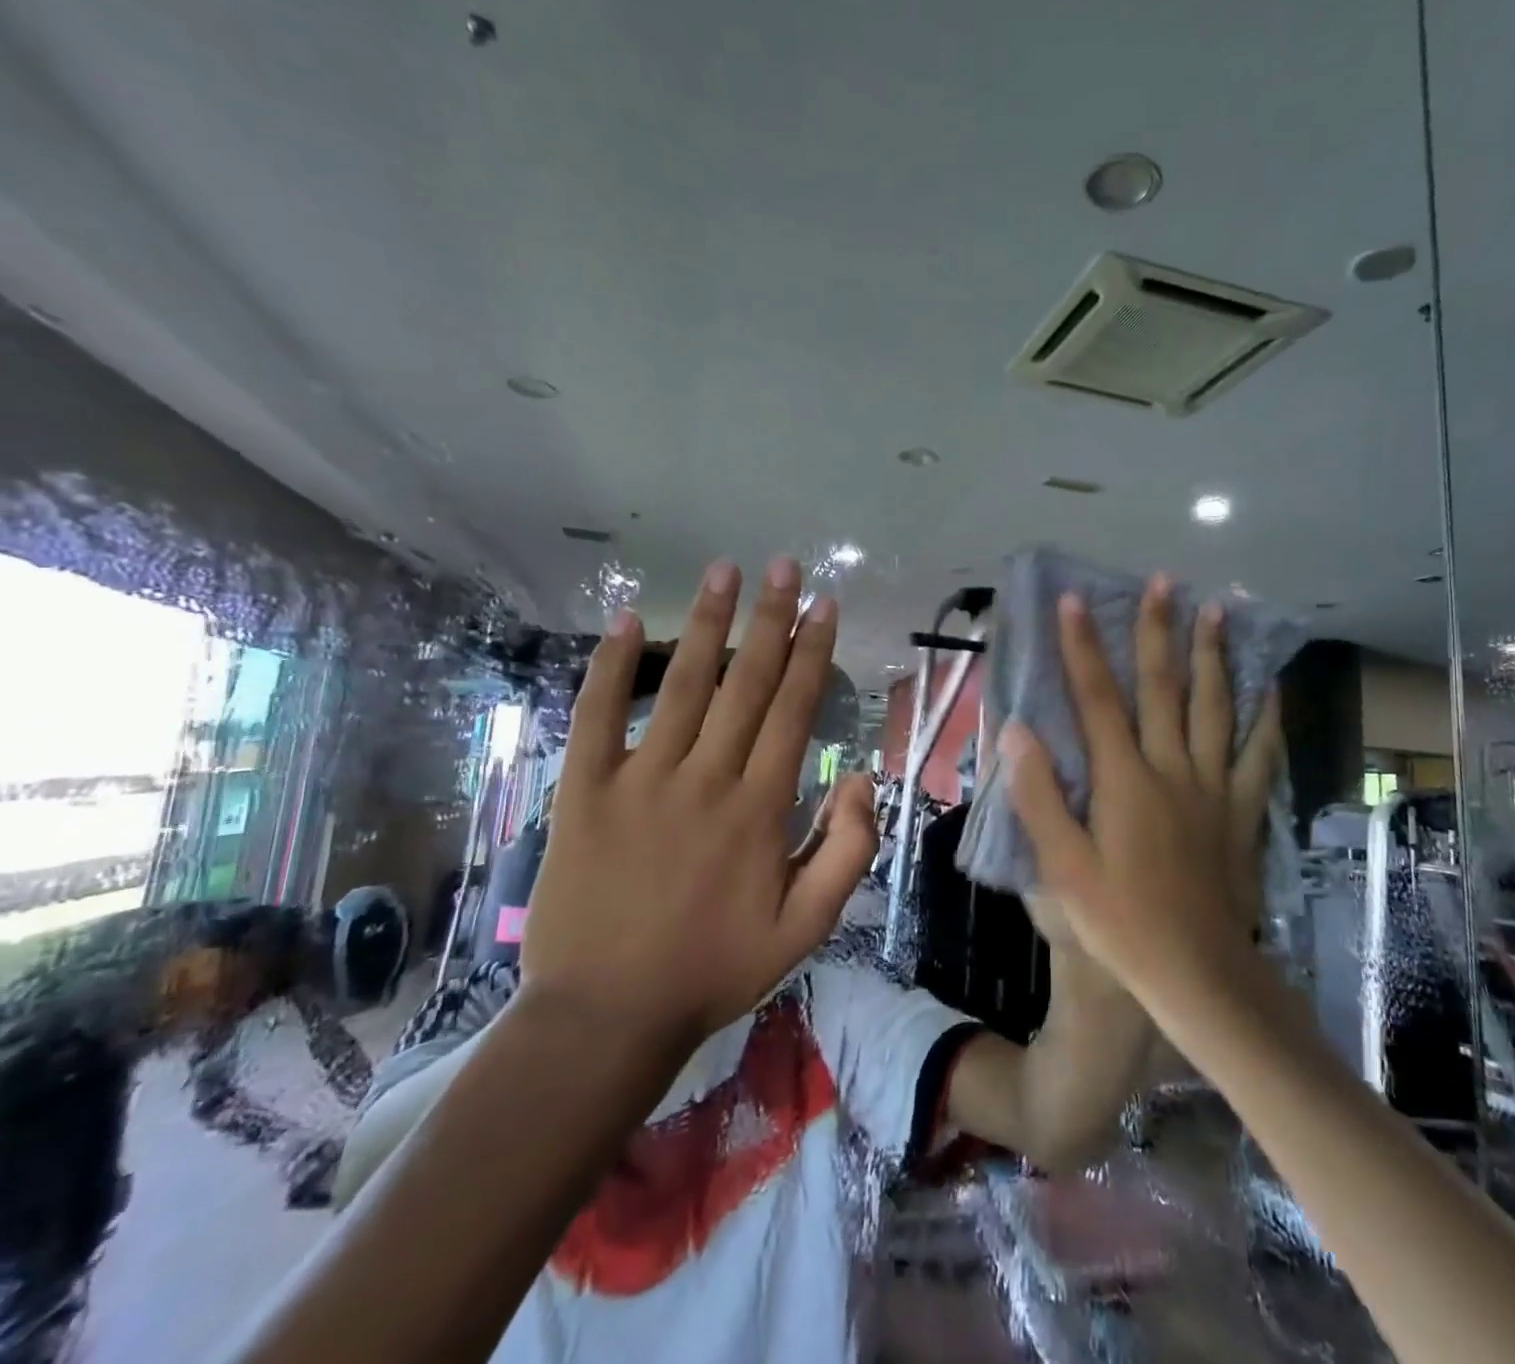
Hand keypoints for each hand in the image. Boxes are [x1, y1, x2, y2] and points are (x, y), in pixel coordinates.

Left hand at [519, 557, 876, 1056]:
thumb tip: (862, 779)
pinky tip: (628, 621)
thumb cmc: (713, 970)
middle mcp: (705, 778)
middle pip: (746, 683)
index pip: (794, 710)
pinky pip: (597, 717)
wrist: (607, 1016)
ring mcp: (640, 780)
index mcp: (760, 808)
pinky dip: (611, 667)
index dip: (813, 653)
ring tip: (725, 571)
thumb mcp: (805, 929)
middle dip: (770, 619)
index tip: (825, 606)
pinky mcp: (584, 791)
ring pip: (683, 686)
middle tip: (785, 566)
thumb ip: (847, 852)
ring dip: (707, 624)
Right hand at [1000, 574, 1282, 1003]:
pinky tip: (1269, 687)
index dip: (1081, 647)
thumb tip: (1016, 730)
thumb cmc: (1121, 922)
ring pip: (1214, 707)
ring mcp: (1213, 787)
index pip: (1097, 698)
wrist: (1198, 973)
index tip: (1072, 601)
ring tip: (1217, 610)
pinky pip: (1258, 754)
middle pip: (1163, 687)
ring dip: (1212, 655)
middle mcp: (1171, 769)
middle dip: (1157, 631)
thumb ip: (1039, 796)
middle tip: (1163, 582)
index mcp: (1124, 780)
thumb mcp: (1063, 868)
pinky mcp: (1241, 810)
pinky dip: (1265, 717)